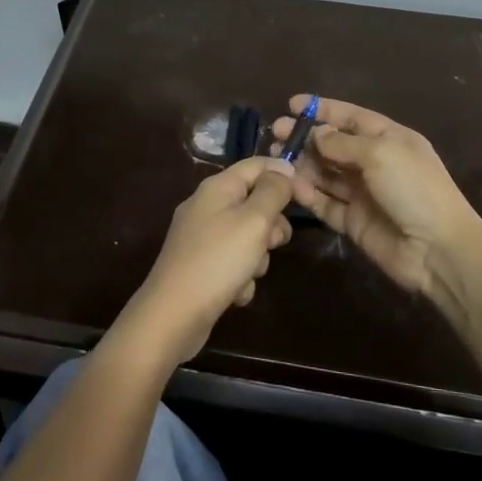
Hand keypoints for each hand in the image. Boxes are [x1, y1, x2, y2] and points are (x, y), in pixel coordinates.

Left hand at [110, 156, 296, 366]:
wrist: (173, 315)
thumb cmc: (218, 261)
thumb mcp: (254, 220)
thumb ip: (273, 192)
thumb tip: (283, 170)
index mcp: (217, 187)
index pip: (257, 165)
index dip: (283, 174)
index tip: (308, 195)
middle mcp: (207, 206)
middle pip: (254, 202)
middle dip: (271, 225)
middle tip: (273, 243)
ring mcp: (201, 238)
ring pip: (247, 236)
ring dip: (257, 257)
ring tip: (249, 273)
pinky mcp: (200, 266)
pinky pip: (233, 262)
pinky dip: (240, 277)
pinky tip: (235, 292)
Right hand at [273, 95, 481, 301]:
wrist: (437, 249)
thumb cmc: (414, 189)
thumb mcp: (381, 154)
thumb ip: (343, 143)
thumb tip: (317, 135)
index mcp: (390, 139)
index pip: (351, 118)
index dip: (322, 109)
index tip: (292, 104)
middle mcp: (375, 163)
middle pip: (333, 145)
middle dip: (305, 137)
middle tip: (276, 134)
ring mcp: (363, 193)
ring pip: (325, 173)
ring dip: (302, 164)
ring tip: (276, 158)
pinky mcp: (353, 221)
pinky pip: (325, 202)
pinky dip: (308, 194)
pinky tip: (292, 186)